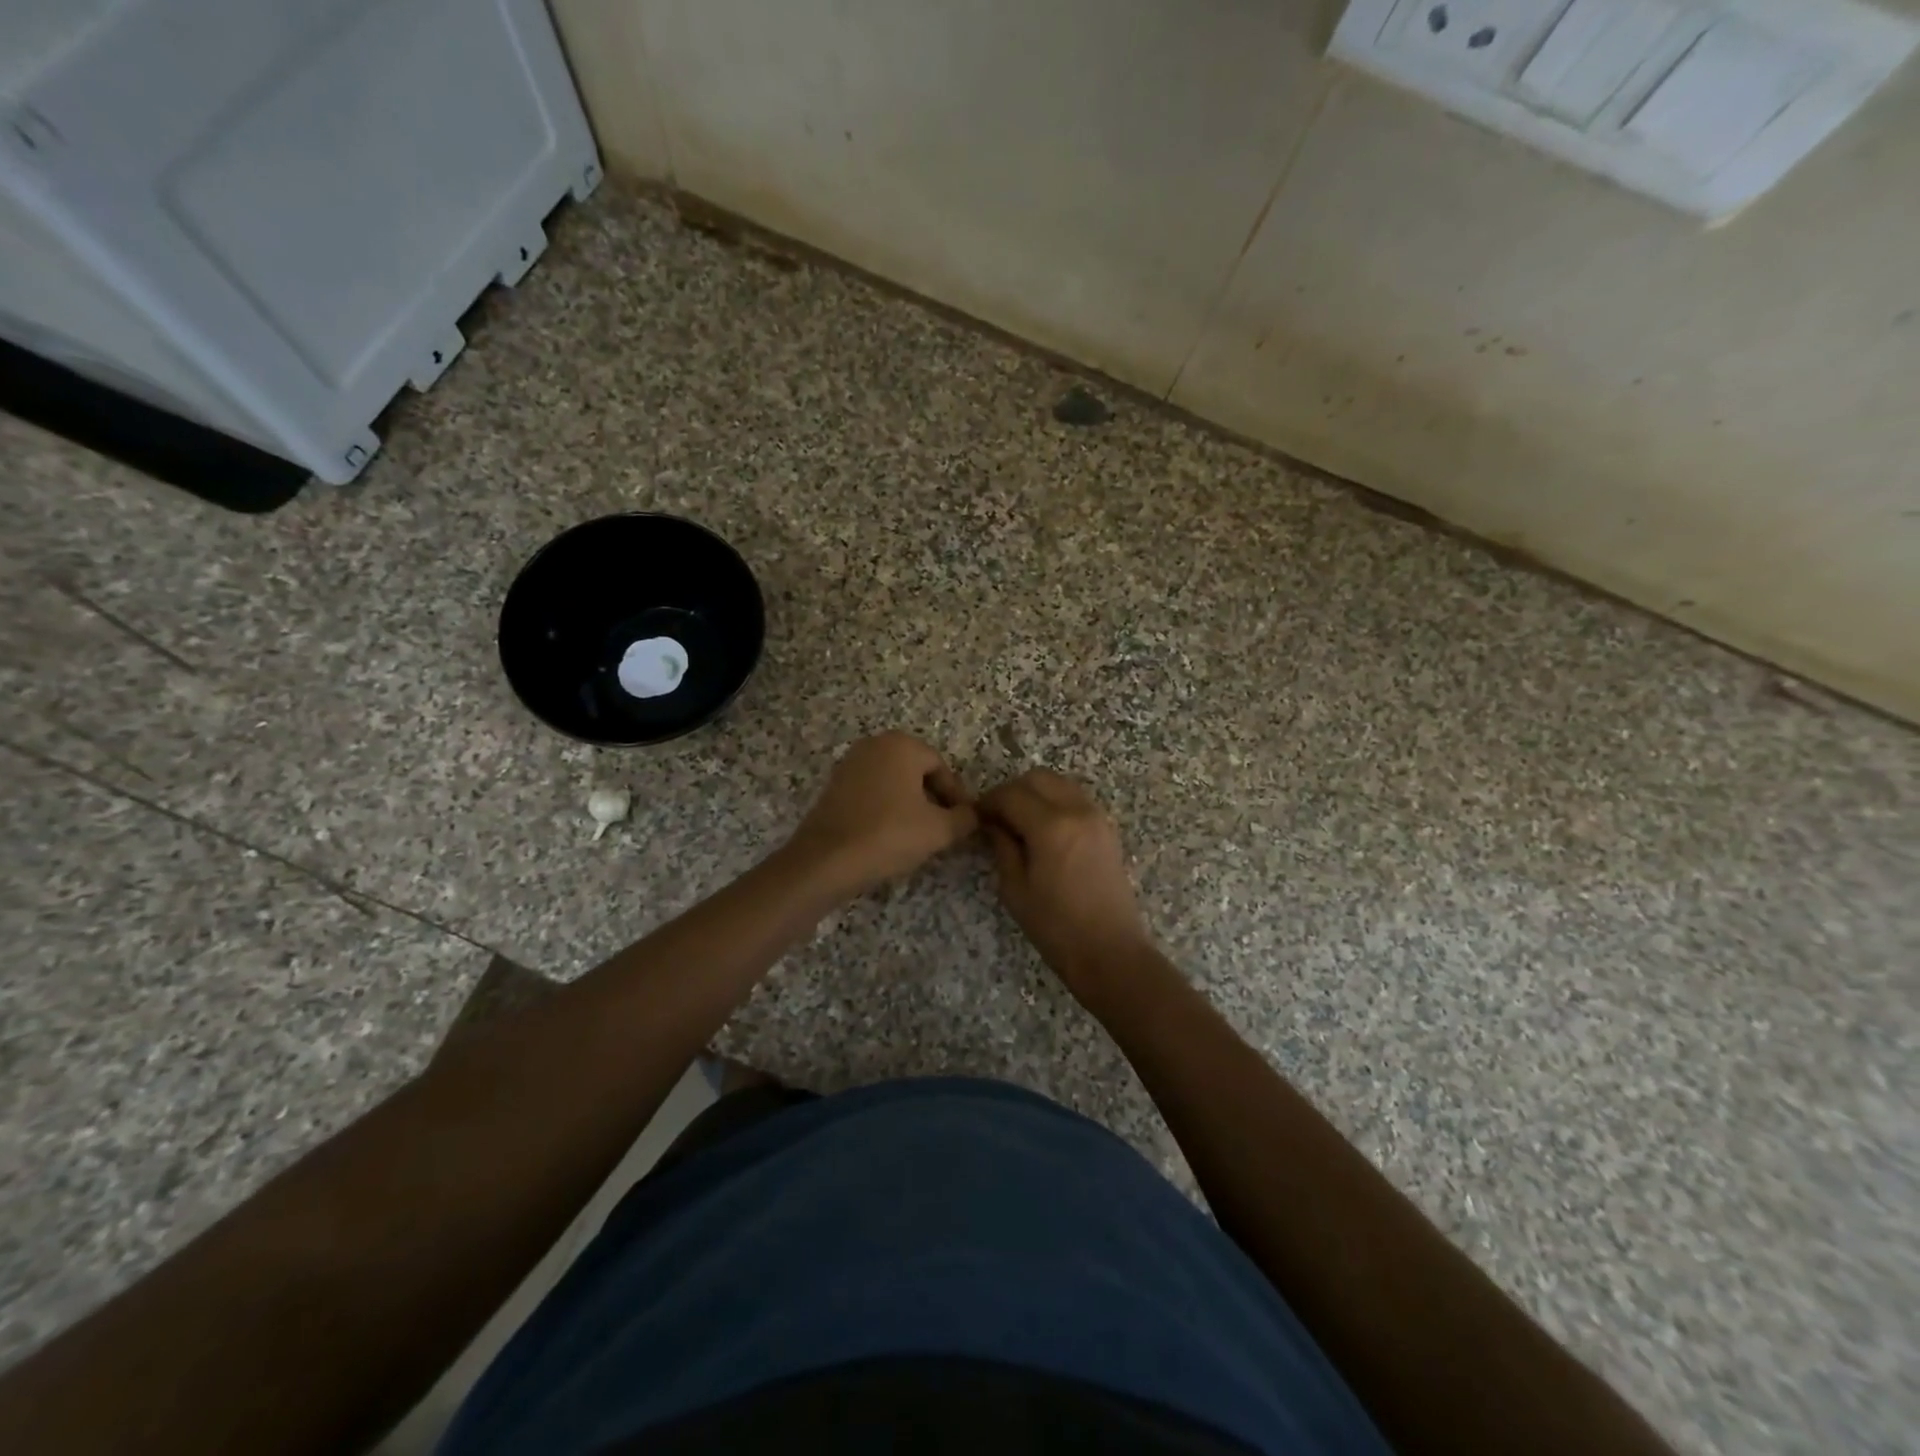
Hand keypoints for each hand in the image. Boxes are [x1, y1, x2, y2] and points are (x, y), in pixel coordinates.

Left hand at [788, 733, 977, 899]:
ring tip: (918, 835)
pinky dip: (885, 809)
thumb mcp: (939, 830)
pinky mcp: (834, 786)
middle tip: (943, 828)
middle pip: (916, 771)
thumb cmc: (889, 835)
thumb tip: (975, 815)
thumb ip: (965, 819)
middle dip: (933, 799)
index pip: (941, 767)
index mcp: (901, 745)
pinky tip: (889, 835)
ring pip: (893, 782)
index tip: (963, 822)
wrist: (826, 860)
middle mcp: (874, 745)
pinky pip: (872, 792)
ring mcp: (850, 764)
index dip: (956, 796)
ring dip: (910, 804)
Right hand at [978, 769, 1155, 992]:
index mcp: (1051, 826)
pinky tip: (1044, 830)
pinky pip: (1075, 799)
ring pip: (1059, 784)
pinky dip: (1055, 802)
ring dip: (1036, 793)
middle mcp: (1077, 810)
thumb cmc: (1055, 926)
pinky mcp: (1107, 829)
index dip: (988, 802)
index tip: (976, 817)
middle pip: (1038, 778)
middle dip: (1012, 791)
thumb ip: (1002, 847)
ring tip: (1020, 822)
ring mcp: (1097, 817)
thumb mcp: (1015, 888)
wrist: (1109, 951)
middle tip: (997, 817)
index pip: (1011, 794)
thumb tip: (993, 824)